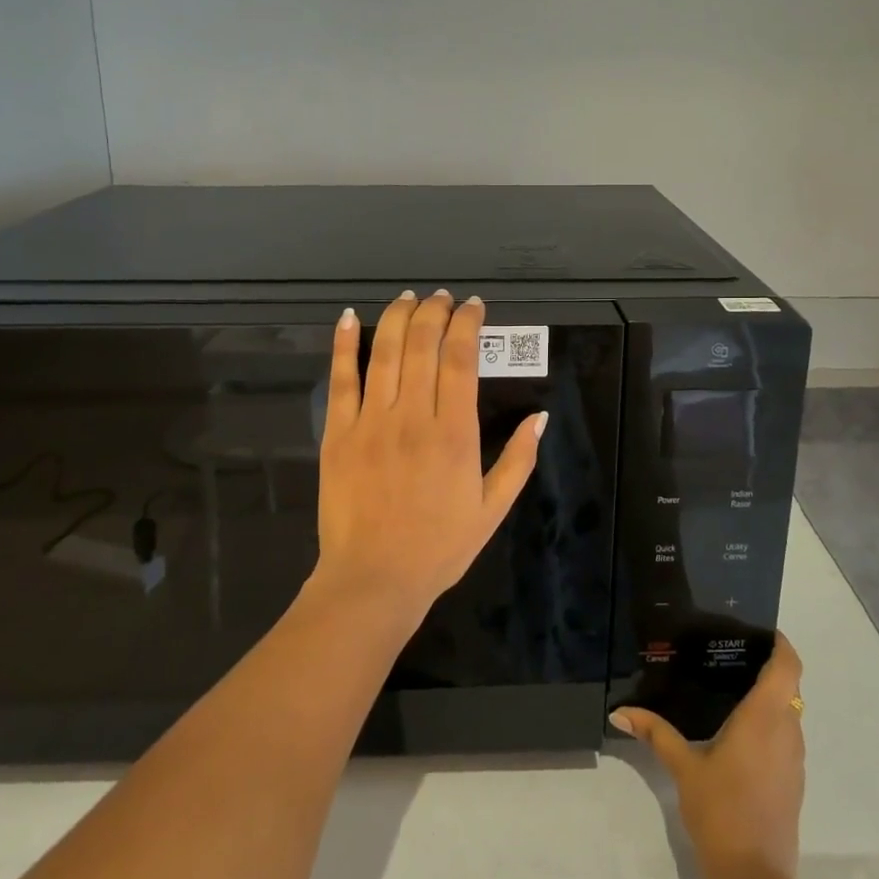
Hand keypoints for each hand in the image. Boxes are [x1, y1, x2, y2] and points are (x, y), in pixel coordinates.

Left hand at [312, 290, 546, 618]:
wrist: (374, 580)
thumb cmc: (439, 547)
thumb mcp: (492, 509)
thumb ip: (519, 460)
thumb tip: (541, 417)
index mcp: (454, 433)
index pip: (461, 359)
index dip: (467, 324)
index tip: (473, 306)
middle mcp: (413, 417)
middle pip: (424, 345)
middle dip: (435, 312)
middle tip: (443, 298)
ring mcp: (371, 422)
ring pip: (386, 353)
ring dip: (399, 317)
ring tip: (409, 298)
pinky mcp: (338, 434)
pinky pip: (341, 380)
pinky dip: (345, 345)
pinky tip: (351, 317)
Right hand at [611, 633, 805, 878]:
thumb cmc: (721, 811)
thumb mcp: (684, 768)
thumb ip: (655, 733)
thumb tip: (619, 711)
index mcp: (765, 718)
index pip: (788, 666)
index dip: (780, 644)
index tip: (758, 630)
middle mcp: (787, 732)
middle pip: (788, 686)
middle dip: (767, 667)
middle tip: (729, 653)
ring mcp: (794, 760)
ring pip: (789, 713)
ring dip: (769, 697)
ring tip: (730, 686)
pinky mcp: (793, 784)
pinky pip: (786, 738)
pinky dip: (769, 724)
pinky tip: (737, 731)